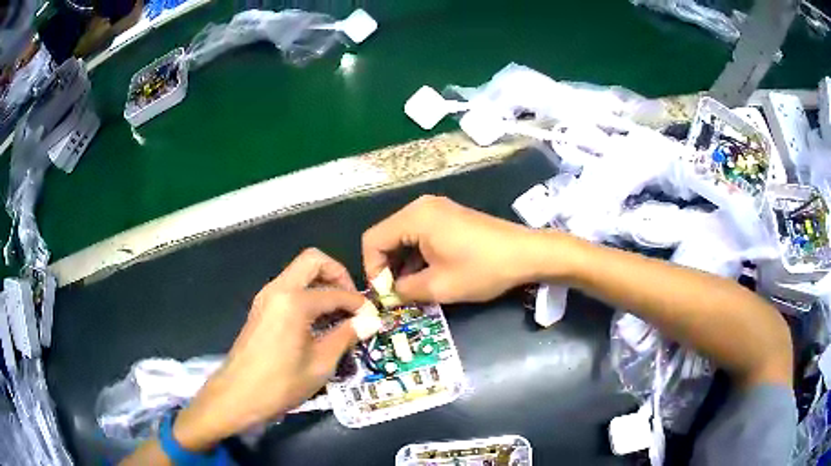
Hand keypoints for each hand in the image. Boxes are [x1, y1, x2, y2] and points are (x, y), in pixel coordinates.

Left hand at [173, 249, 365, 449]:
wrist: (237, 395)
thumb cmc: (281, 383)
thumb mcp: (320, 363)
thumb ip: (346, 335)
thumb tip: (370, 320)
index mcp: (294, 301)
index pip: (336, 292)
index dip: (358, 304)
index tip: (372, 317)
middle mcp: (278, 289)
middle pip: (313, 261)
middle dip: (338, 275)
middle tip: (352, 302)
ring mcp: (266, 296)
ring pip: (299, 272)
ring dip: (321, 284)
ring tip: (338, 313)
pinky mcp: (261, 307)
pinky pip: (289, 288)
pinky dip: (307, 294)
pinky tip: (317, 322)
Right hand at [362, 195, 559, 302]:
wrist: (526, 254)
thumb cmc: (482, 269)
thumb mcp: (440, 286)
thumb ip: (406, 290)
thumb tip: (391, 292)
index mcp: (415, 217)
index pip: (373, 240)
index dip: (372, 269)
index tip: (385, 294)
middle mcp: (421, 207)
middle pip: (387, 236)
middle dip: (387, 267)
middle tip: (397, 294)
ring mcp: (437, 210)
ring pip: (403, 236)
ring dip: (403, 263)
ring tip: (412, 288)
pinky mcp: (449, 217)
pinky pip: (420, 234)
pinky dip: (418, 255)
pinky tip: (428, 275)